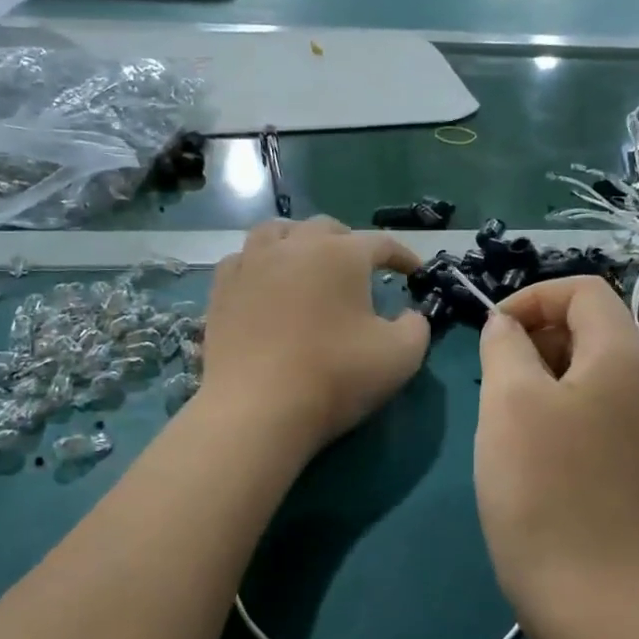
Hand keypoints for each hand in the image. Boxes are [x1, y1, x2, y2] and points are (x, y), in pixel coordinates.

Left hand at [199, 218, 429, 452]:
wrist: (258, 409)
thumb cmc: (335, 377)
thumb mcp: (401, 356)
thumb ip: (416, 327)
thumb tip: (410, 315)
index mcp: (341, 254)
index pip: (381, 243)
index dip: (403, 256)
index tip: (415, 273)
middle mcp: (294, 246)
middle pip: (326, 229)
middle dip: (350, 244)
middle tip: (361, 271)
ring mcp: (251, 264)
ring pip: (277, 232)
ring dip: (300, 242)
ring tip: (308, 263)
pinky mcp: (222, 289)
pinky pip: (243, 259)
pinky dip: (261, 263)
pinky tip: (266, 282)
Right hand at [475, 277, 638, 624]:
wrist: (584, 590)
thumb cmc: (540, 483)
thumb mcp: (509, 399)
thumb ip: (505, 344)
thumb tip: (507, 326)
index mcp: (624, 355)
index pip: (583, 289)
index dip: (532, 297)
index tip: (492, 331)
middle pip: (590, 326)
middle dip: (536, 334)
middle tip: (496, 374)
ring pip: (589, 368)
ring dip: (542, 371)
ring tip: (506, 410)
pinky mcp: (631, 458)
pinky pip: (594, 406)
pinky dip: (559, 405)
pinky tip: (529, 443)